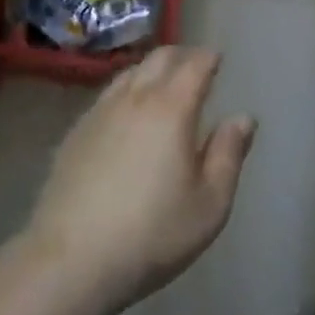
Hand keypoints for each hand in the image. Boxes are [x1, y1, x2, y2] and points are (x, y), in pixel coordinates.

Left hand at [24, 47, 256, 314]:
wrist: (71, 259)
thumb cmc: (152, 233)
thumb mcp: (209, 204)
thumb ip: (229, 155)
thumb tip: (242, 118)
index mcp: (172, 108)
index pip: (194, 65)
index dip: (209, 58)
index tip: (218, 58)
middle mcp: (134, 98)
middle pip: (159, 58)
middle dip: (181, 55)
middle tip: (195, 65)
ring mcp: (99, 112)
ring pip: (130, 73)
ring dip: (151, 70)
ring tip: (162, 84)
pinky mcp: (75, 132)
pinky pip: (107, 95)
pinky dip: (126, 92)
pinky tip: (126, 115)